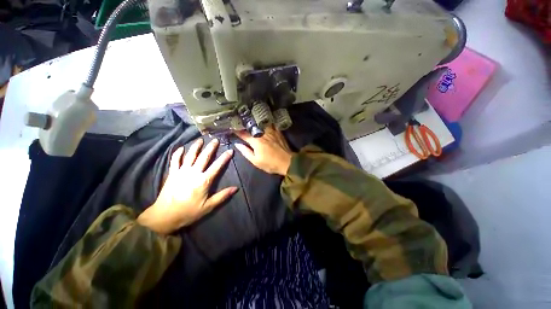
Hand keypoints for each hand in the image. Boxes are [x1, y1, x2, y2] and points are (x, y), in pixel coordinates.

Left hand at [137, 138, 236, 233]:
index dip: (224, 157)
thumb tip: (236, 188)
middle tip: (216, 140)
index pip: (217, 166)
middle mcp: (193, 173)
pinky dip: (178, 153)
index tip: (230, 150)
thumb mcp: (209, 206)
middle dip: (211, 147)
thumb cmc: (189, 212)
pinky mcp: (172, 173)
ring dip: (196, 146)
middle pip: (204, 157)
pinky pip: (174, 160)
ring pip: (190, 155)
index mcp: (204, 181)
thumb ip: (222, 196)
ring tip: (201, 139)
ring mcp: (181, 172)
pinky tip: (181, 148)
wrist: (165, 216)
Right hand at [234, 126, 293, 175]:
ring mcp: (271, 131)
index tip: (232, 128)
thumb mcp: (256, 161)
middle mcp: (262, 133)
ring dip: (255, 121)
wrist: (287, 162)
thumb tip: (237, 144)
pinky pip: (271, 124)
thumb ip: (246, 152)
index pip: (243, 134)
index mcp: (256, 141)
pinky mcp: (278, 132)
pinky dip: (266, 122)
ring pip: (261, 123)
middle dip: (245, 124)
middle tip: (240, 122)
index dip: (237, 131)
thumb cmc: (270, 163)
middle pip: (252, 127)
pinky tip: (264, 121)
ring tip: (251, 119)